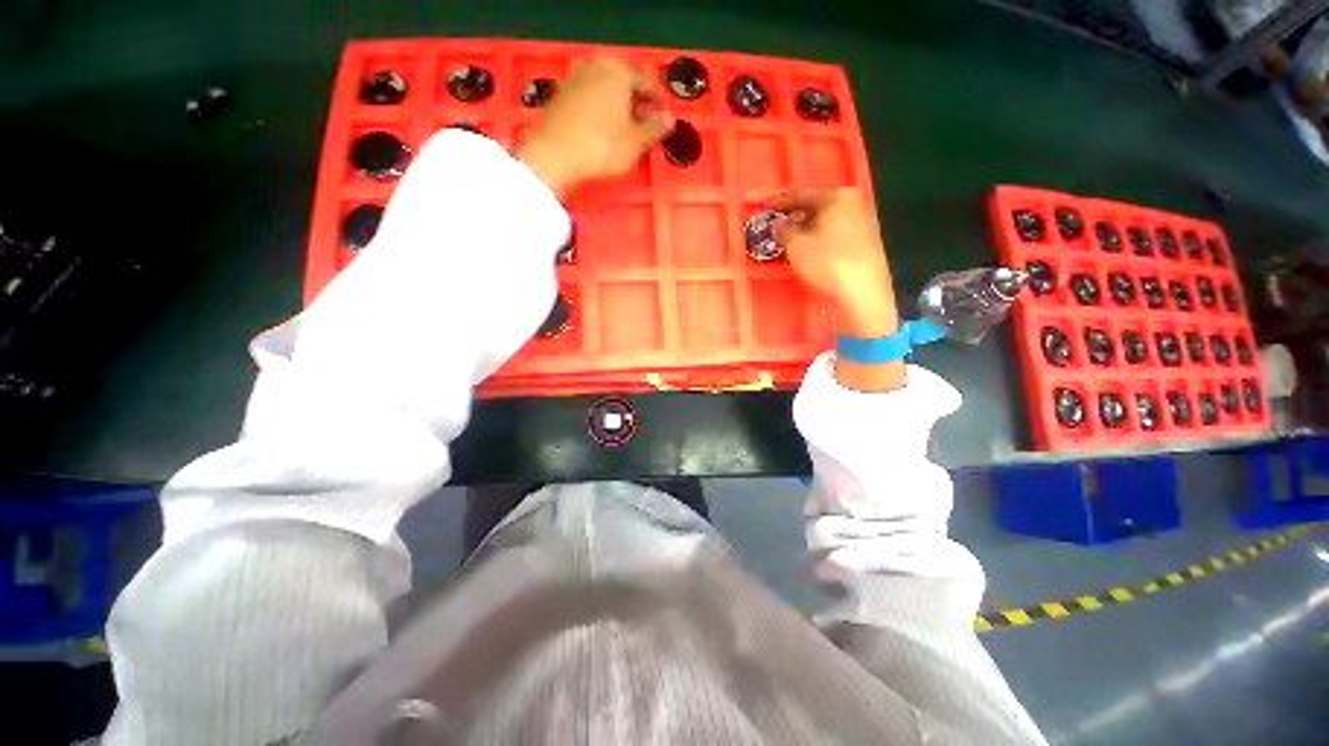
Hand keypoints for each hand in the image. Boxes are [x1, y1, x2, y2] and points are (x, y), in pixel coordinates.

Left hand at [515, 57, 673, 197]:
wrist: (554, 155)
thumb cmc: (602, 147)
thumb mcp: (635, 142)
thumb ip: (655, 127)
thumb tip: (669, 117)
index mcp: (618, 70)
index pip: (647, 82)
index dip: (658, 102)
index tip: (664, 119)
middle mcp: (597, 65)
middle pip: (625, 82)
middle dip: (638, 102)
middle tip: (647, 125)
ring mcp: (576, 77)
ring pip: (607, 88)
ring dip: (620, 106)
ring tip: (628, 129)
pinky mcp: (563, 93)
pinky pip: (592, 96)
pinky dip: (603, 108)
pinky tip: (606, 128)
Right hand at [769, 187, 898, 337]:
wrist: (863, 290)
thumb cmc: (828, 262)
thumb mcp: (796, 246)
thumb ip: (784, 231)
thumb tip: (780, 226)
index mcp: (837, 196)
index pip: (802, 193)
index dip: (780, 200)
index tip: (765, 205)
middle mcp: (854, 203)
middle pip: (817, 204)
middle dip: (795, 214)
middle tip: (777, 222)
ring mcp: (863, 222)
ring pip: (827, 219)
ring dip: (807, 227)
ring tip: (790, 238)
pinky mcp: (866, 242)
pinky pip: (835, 232)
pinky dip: (819, 237)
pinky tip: (809, 249)